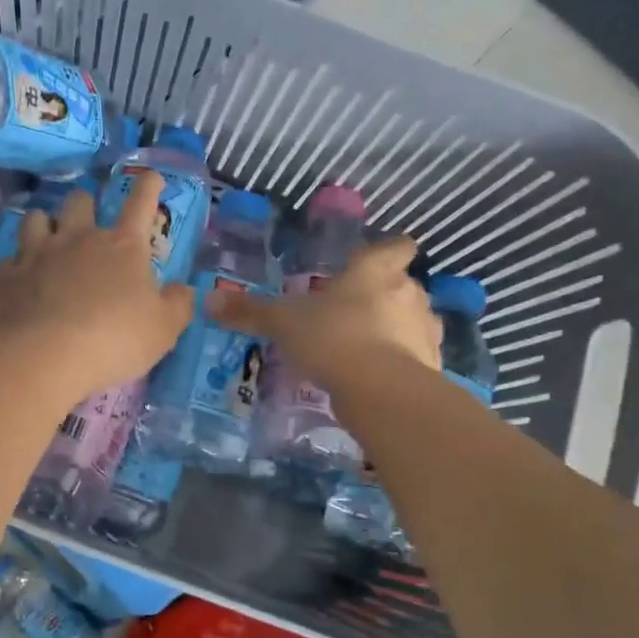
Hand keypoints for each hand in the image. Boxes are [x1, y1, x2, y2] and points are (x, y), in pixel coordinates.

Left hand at [0, 171, 193, 404]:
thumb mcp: (164, 329)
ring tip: (49, 237)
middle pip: (79, 200)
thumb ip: (177, 305)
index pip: (140, 203)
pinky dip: (19, 264)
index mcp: (123, 246)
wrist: (47, 355)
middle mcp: (80, 239)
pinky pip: (12, 258)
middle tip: (88, 219)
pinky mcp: (10, 276)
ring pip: (37, 218)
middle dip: (86, 203)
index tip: (152, 178)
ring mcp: (40, 253)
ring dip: (45, 223)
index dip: (148, 187)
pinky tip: (24, 277)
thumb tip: (182, 289)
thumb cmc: (116, 339)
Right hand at [208, 236, 441, 389]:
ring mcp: (424, 329)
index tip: (375, 261)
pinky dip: (401, 361)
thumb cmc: (333, 337)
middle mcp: (408, 292)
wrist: (382, 390)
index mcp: (374, 271)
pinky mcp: (432, 365)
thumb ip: (250, 311)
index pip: (395, 247)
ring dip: (395, 329)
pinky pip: (415, 355)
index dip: (388, 251)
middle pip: (404, 284)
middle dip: (384, 296)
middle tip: (352, 312)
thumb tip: (206, 300)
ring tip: (365, 346)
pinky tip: (376, 376)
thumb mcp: (283, 323)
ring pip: (413, 320)